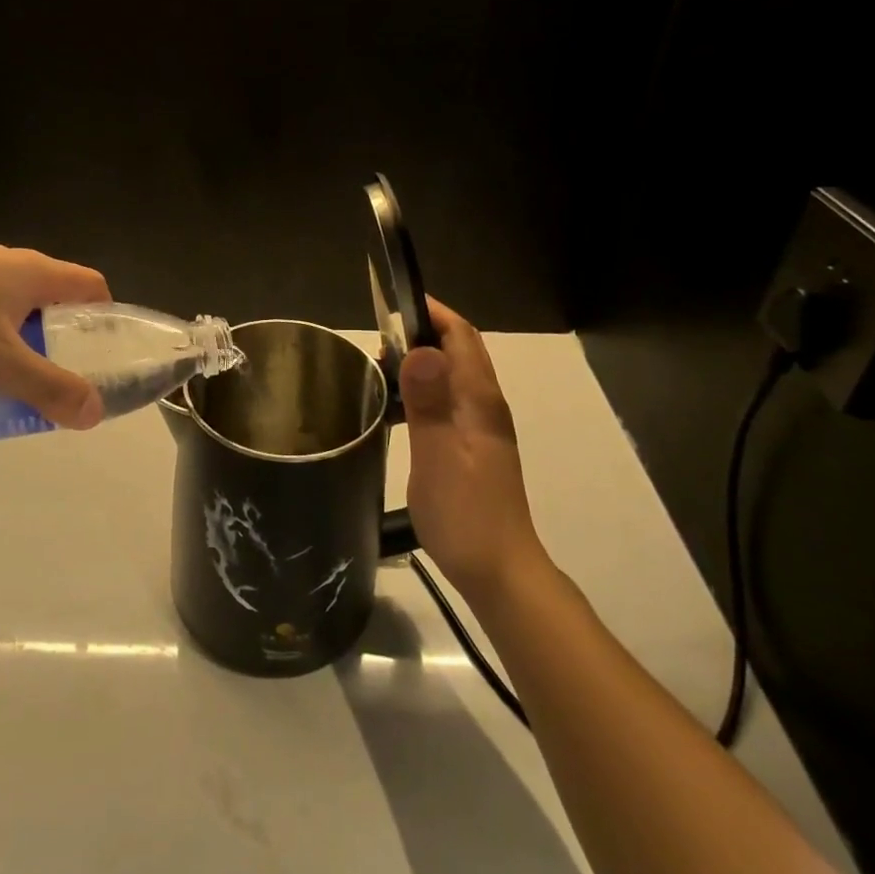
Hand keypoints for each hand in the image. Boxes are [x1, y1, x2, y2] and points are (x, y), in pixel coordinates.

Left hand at [0, 242, 112, 429]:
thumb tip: (95, 413)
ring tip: (3, 376)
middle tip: (52, 378)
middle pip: (51, 297)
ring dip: (17, 337)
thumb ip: (48, 387)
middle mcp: (6, 260)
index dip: (105, 318)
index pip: (92, 285)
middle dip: (58, 337)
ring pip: (10, 303)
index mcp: (33, 272)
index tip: (100, 356)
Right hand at [399, 299, 548, 600]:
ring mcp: (480, 427)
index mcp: (479, 400)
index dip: (432, 313)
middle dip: (419, 334)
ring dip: (418, 363)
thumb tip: (419, 348)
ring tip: (379, 371)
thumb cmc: (465, 513)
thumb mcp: (438, 456)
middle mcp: (485, 405)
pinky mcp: (471, 447)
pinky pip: (446, 401)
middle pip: (457, 351)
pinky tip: (396, 409)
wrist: (499, 571)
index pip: (461, 336)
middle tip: (375, 344)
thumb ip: (429, 402)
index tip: (392, 302)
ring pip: (450, 376)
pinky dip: (420, 391)